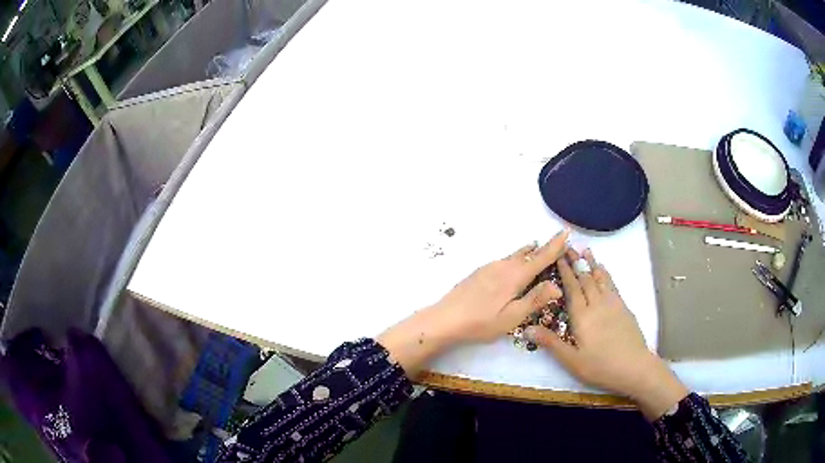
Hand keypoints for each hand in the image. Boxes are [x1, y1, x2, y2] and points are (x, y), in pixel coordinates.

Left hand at [377, 228, 570, 376]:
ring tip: (538, 248)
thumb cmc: (481, 322)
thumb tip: (558, 285)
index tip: (566, 232)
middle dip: (544, 248)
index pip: (541, 257)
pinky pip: (505, 260)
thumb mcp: (512, 317)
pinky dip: (516, 258)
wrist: (444, 319)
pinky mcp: (479, 272)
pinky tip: (514, 264)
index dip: (555, 245)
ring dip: (529, 252)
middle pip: (528, 253)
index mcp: (515, 276)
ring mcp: (489, 267)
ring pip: (515, 255)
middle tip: (557, 243)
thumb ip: (535, 300)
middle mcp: (503, 266)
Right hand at [525, 249, 688, 419]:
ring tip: (585, 250)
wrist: (634, 366)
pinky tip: (603, 270)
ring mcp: (612, 304)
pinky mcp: (623, 307)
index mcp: (582, 316)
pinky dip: (605, 274)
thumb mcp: (572, 360)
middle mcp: (597, 304)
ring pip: (600, 278)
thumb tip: (527, 328)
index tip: (558, 256)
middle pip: (585, 278)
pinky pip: (612, 284)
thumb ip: (551, 343)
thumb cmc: (600, 366)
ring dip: (592, 263)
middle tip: (568, 246)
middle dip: (576, 262)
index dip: (565, 271)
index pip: (571, 288)